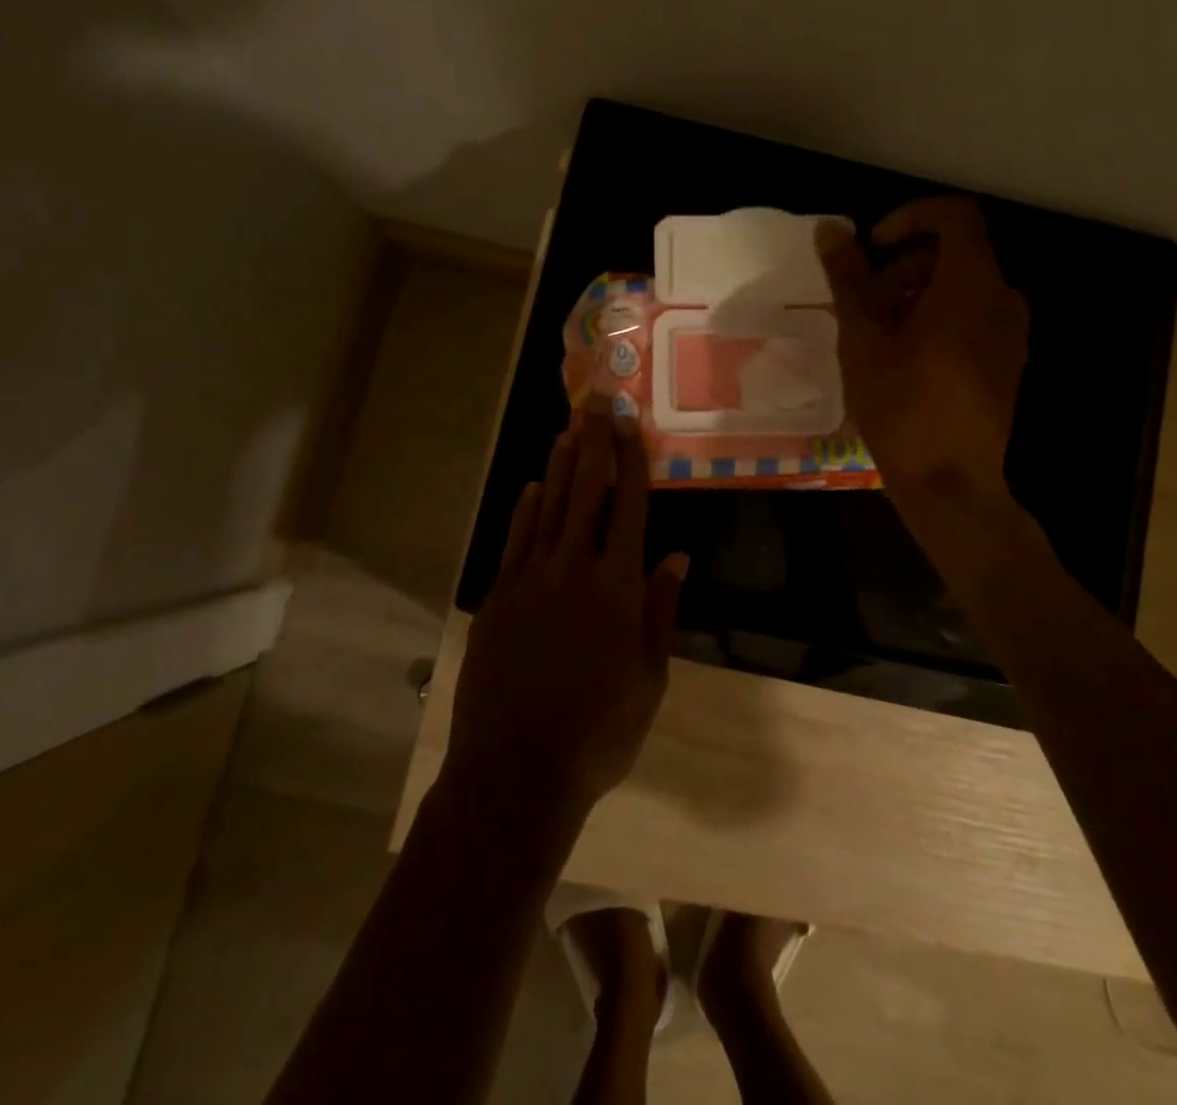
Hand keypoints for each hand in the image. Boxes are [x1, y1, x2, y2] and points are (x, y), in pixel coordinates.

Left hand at [446, 396, 688, 820]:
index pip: (629, 507)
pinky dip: (526, 511)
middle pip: (586, 494)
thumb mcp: (649, 678)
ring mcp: (531, 582)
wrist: (517, 772)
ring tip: (568, 429)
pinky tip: (533, 488)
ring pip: (549, 510)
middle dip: (594, 445)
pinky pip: (516, 543)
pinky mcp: (499, 600)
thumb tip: (677, 558)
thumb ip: (661, 611)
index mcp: (618, 588)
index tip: (630, 423)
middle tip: (596, 404)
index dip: (631, 460)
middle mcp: (574, 571)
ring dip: (560, 467)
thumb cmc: (599, 731)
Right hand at [817, 196, 1028, 506]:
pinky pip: (973, 319)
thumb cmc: (902, 404)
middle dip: (906, 264)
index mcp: (973, 283)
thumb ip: (848, 278)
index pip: (955, 216)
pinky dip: (938, 319)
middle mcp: (1003, 299)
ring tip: (876, 332)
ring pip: (963, 289)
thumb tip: (830, 229)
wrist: (950, 482)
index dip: (911, 217)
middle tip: (864, 299)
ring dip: (917, 294)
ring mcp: (1011, 334)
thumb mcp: (864, 337)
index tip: (874, 247)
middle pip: (957, 253)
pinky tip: (902, 357)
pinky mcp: (1007, 364)